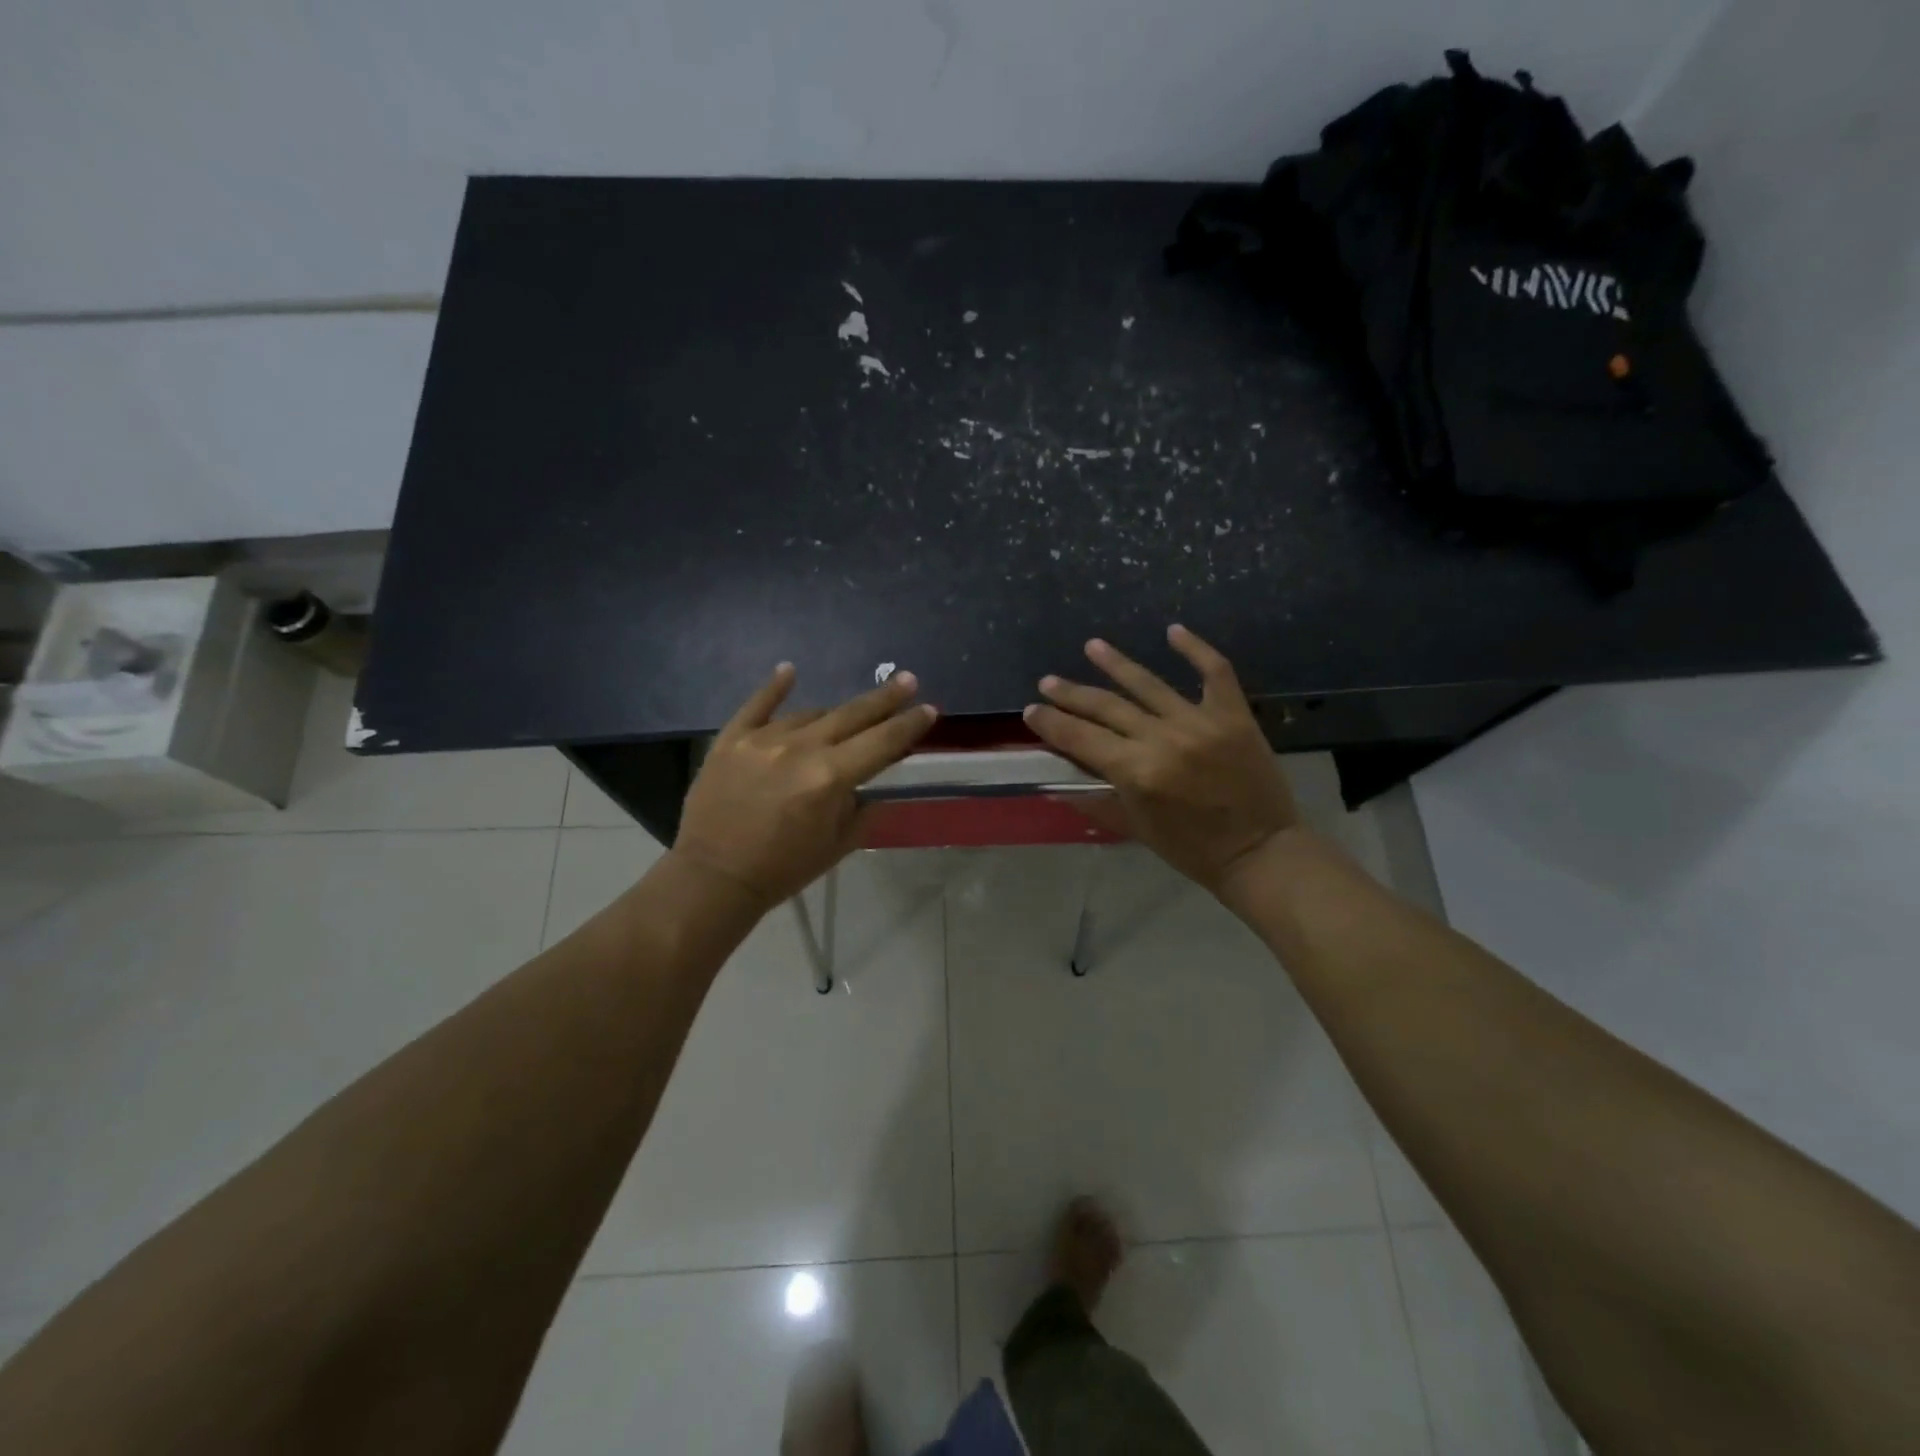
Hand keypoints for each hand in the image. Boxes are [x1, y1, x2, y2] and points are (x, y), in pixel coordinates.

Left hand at [673, 665, 937, 908]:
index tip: (929, 709)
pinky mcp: (731, 739)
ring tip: (842, 722)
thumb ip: (863, 807)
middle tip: (907, 680)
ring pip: (809, 714)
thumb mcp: (838, 845)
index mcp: (830, 778)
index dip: (909, 725)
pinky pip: (756, 706)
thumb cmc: (783, 869)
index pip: (882, 742)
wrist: (713, 878)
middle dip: (884, 698)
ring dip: (831, 717)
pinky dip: (774, 688)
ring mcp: (763, 739)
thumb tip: (876, 780)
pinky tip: (789, 671)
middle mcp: (800, 748)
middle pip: (852, 715)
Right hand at [1024, 626, 1299, 896]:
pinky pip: (1214, 672)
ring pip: (1148, 683)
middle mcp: (1163, 739)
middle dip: (1072, 693)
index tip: (1031, 710)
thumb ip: (1097, 797)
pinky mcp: (1234, 714)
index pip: (1080, 738)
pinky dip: (1195, 649)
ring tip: (1092, 646)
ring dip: (1116, 663)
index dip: (1051, 723)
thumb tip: (1059, 778)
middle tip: (1048, 681)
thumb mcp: (1135, 827)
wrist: (1261, 852)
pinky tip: (1173, 630)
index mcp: (1136, 772)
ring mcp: (1200, 721)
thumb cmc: (1192, 849)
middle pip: (1106, 707)